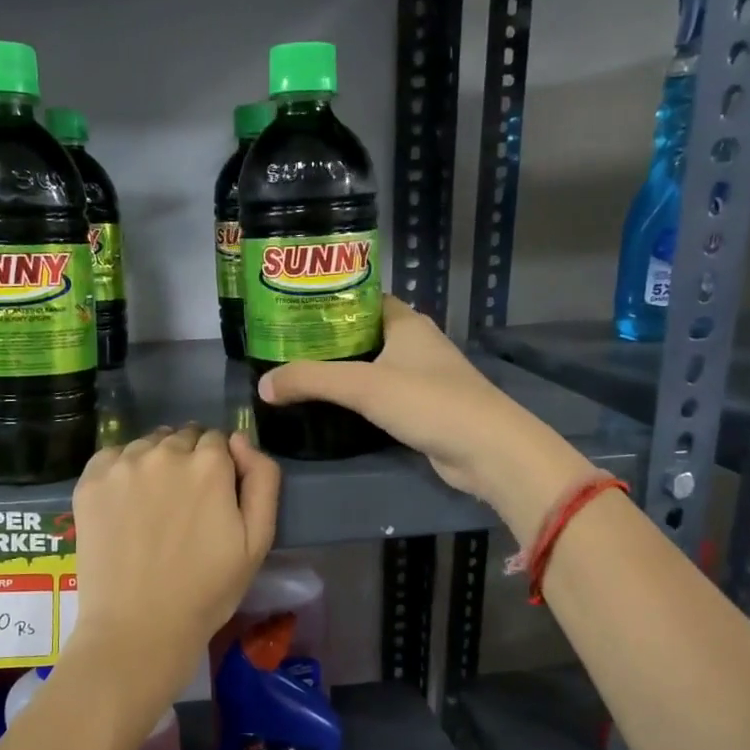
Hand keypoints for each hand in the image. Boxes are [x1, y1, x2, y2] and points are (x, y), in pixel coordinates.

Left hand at [70, 426, 280, 702]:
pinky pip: (113, 457)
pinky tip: (124, 505)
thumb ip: (262, 478)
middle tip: (183, 505)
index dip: (219, 467)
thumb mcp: (258, 540)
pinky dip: (121, 471)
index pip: (218, 440)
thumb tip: (239, 439)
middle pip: (182, 438)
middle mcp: (165, 453)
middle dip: (188, 460)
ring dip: (154, 463)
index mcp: (209, 464)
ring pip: (147, 445)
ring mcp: (123, 465)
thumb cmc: (207, 590)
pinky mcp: (90, 481)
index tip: (213, 497)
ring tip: (152, 507)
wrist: (139, 628)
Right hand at [258, 296, 592, 541]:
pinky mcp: (422, 408)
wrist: (486, 450)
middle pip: (362, 333)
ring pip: (372, 366)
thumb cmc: (428, 402)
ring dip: (341, 372)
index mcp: (406, 322)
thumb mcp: (363, 386)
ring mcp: (421, 377)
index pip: (361, 299)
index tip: (290, 312)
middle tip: (284, 348)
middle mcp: (415, 343)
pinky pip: (380, 394)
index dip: (327, 302)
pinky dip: (357, 398)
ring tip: (297, 376)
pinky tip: (331, 407)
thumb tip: (262, 386)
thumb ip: (311, 381)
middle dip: (326, 340)